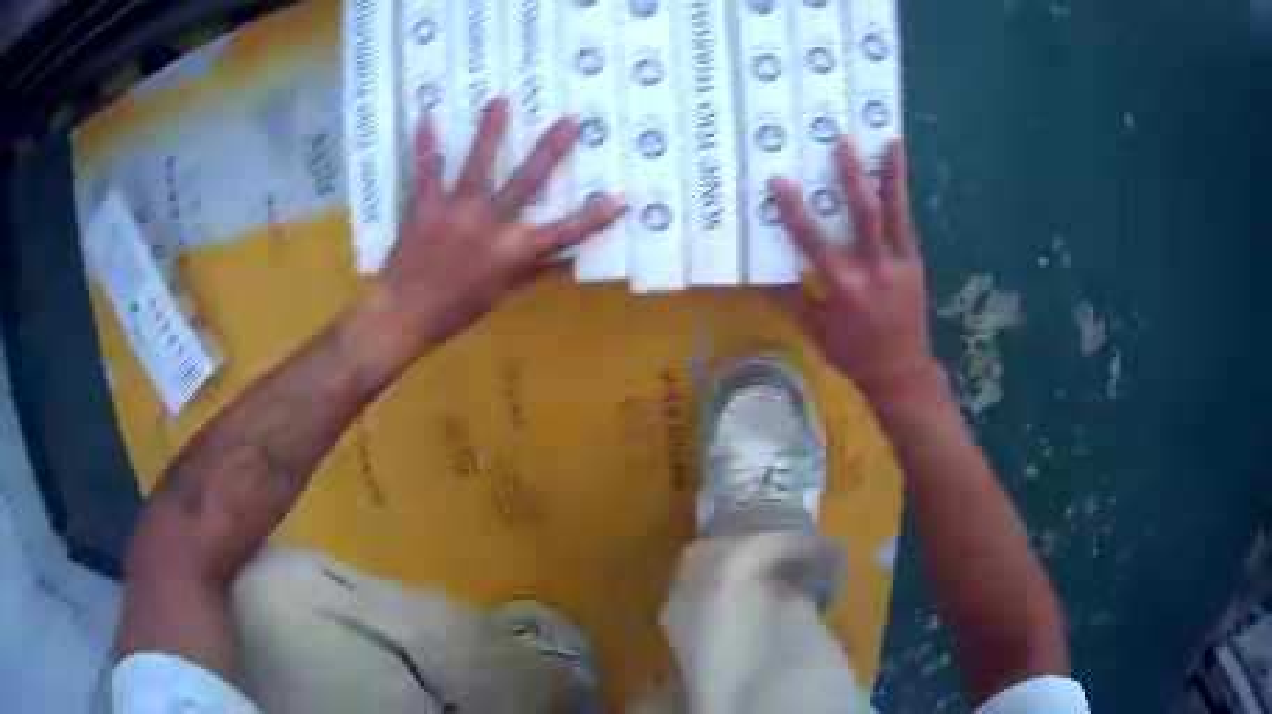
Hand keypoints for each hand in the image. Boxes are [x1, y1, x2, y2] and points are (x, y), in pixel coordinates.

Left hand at [378, 97, 626, 350]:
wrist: (406, 313)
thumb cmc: (457, 309)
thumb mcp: (502, 295)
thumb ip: (534, 273)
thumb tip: (570, 266)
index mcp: (514, 251)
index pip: (564, 233)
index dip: (595, 218)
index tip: (622, 199)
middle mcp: (492, 223)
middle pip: (528, 180)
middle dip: (551, 149)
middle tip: (569, 119)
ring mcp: (458, 210)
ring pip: (479, 163)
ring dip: (491, 130)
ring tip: (500, 100)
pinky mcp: (427, 204)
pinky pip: (427, 169)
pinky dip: (426, 145)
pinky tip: (428, 118)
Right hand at [771, 139, 943, 402]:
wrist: (902, 372)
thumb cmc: (853, 354)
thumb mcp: (815, 331)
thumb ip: (791, 297)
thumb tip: (761, 271)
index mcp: (842, 287)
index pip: (813, 241)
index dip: (794, 209)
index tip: (779, 180)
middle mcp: (872, 269)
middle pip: (862, 215)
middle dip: (851, 176)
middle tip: (842, 140)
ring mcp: (898, 263)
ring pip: (893, 212)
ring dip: (888, 175)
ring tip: (887, 141)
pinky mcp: (913, 262)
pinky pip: (906, 222)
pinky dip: (902, 193)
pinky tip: (898, 170)